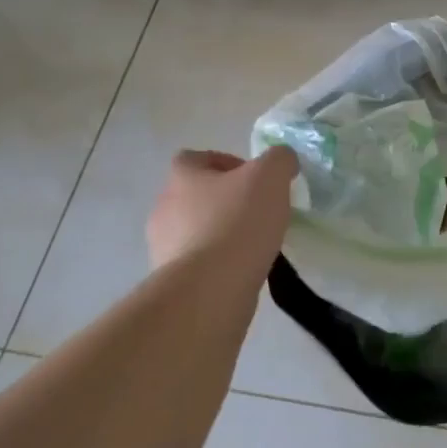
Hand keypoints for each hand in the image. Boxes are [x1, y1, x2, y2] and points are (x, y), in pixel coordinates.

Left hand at [147, 147, 298, 272]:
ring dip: (221, 232)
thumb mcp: (270, 177)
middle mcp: (165, 207)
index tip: (254, 179)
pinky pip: (198, 262)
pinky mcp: (172, 279)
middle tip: (259, 211)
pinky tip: (242, 269)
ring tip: (254, 245)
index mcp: (182, 177)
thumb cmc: (237, 222)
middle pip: (195, 195)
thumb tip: (283, 161)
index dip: (225, 163)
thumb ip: (279, 159)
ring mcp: (164, 246)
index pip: (195, 158)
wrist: (209, 289)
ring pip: (196, 230)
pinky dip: (218, 262)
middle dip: (225, 201)